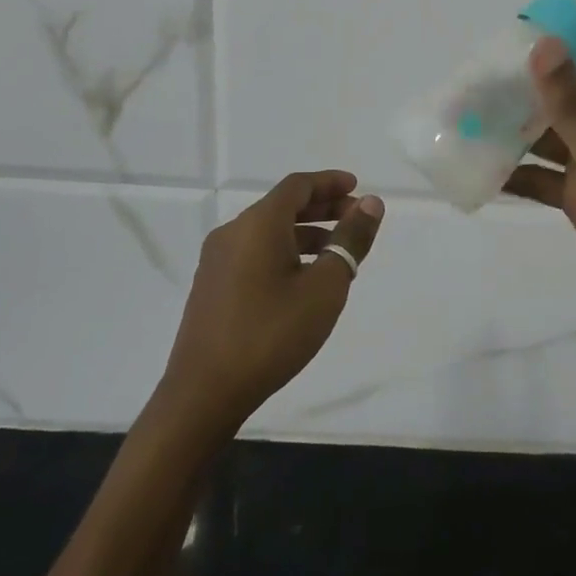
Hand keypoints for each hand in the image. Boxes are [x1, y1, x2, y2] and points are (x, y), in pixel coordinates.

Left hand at [163, 171, 383, 431]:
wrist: (204, 393)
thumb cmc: (272, 334)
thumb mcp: (325, 287)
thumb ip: (350, 240)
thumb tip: (370, 204)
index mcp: (258, 224)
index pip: (298, 186)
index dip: (329, 182)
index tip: (357, 187)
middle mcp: (233, 232)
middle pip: (282, 205)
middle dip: (321, 207)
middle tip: (354, 218)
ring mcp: (217, 260)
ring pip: (268, 231)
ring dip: (304, 232)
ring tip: (336, 251)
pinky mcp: (211, 286)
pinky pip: (253, 252)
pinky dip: (284, 250)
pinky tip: (302, 278)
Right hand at [504, 39, 575, 368]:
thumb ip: (569, 101)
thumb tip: (543, 42)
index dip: (556, 46)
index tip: (507, 39)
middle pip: (565, 98)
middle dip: (523, 91)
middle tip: (473, 81)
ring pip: (550, 139)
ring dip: (513, 132)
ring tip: (466, 119)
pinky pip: (545, 177)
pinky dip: (517, 173)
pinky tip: (479, 168)